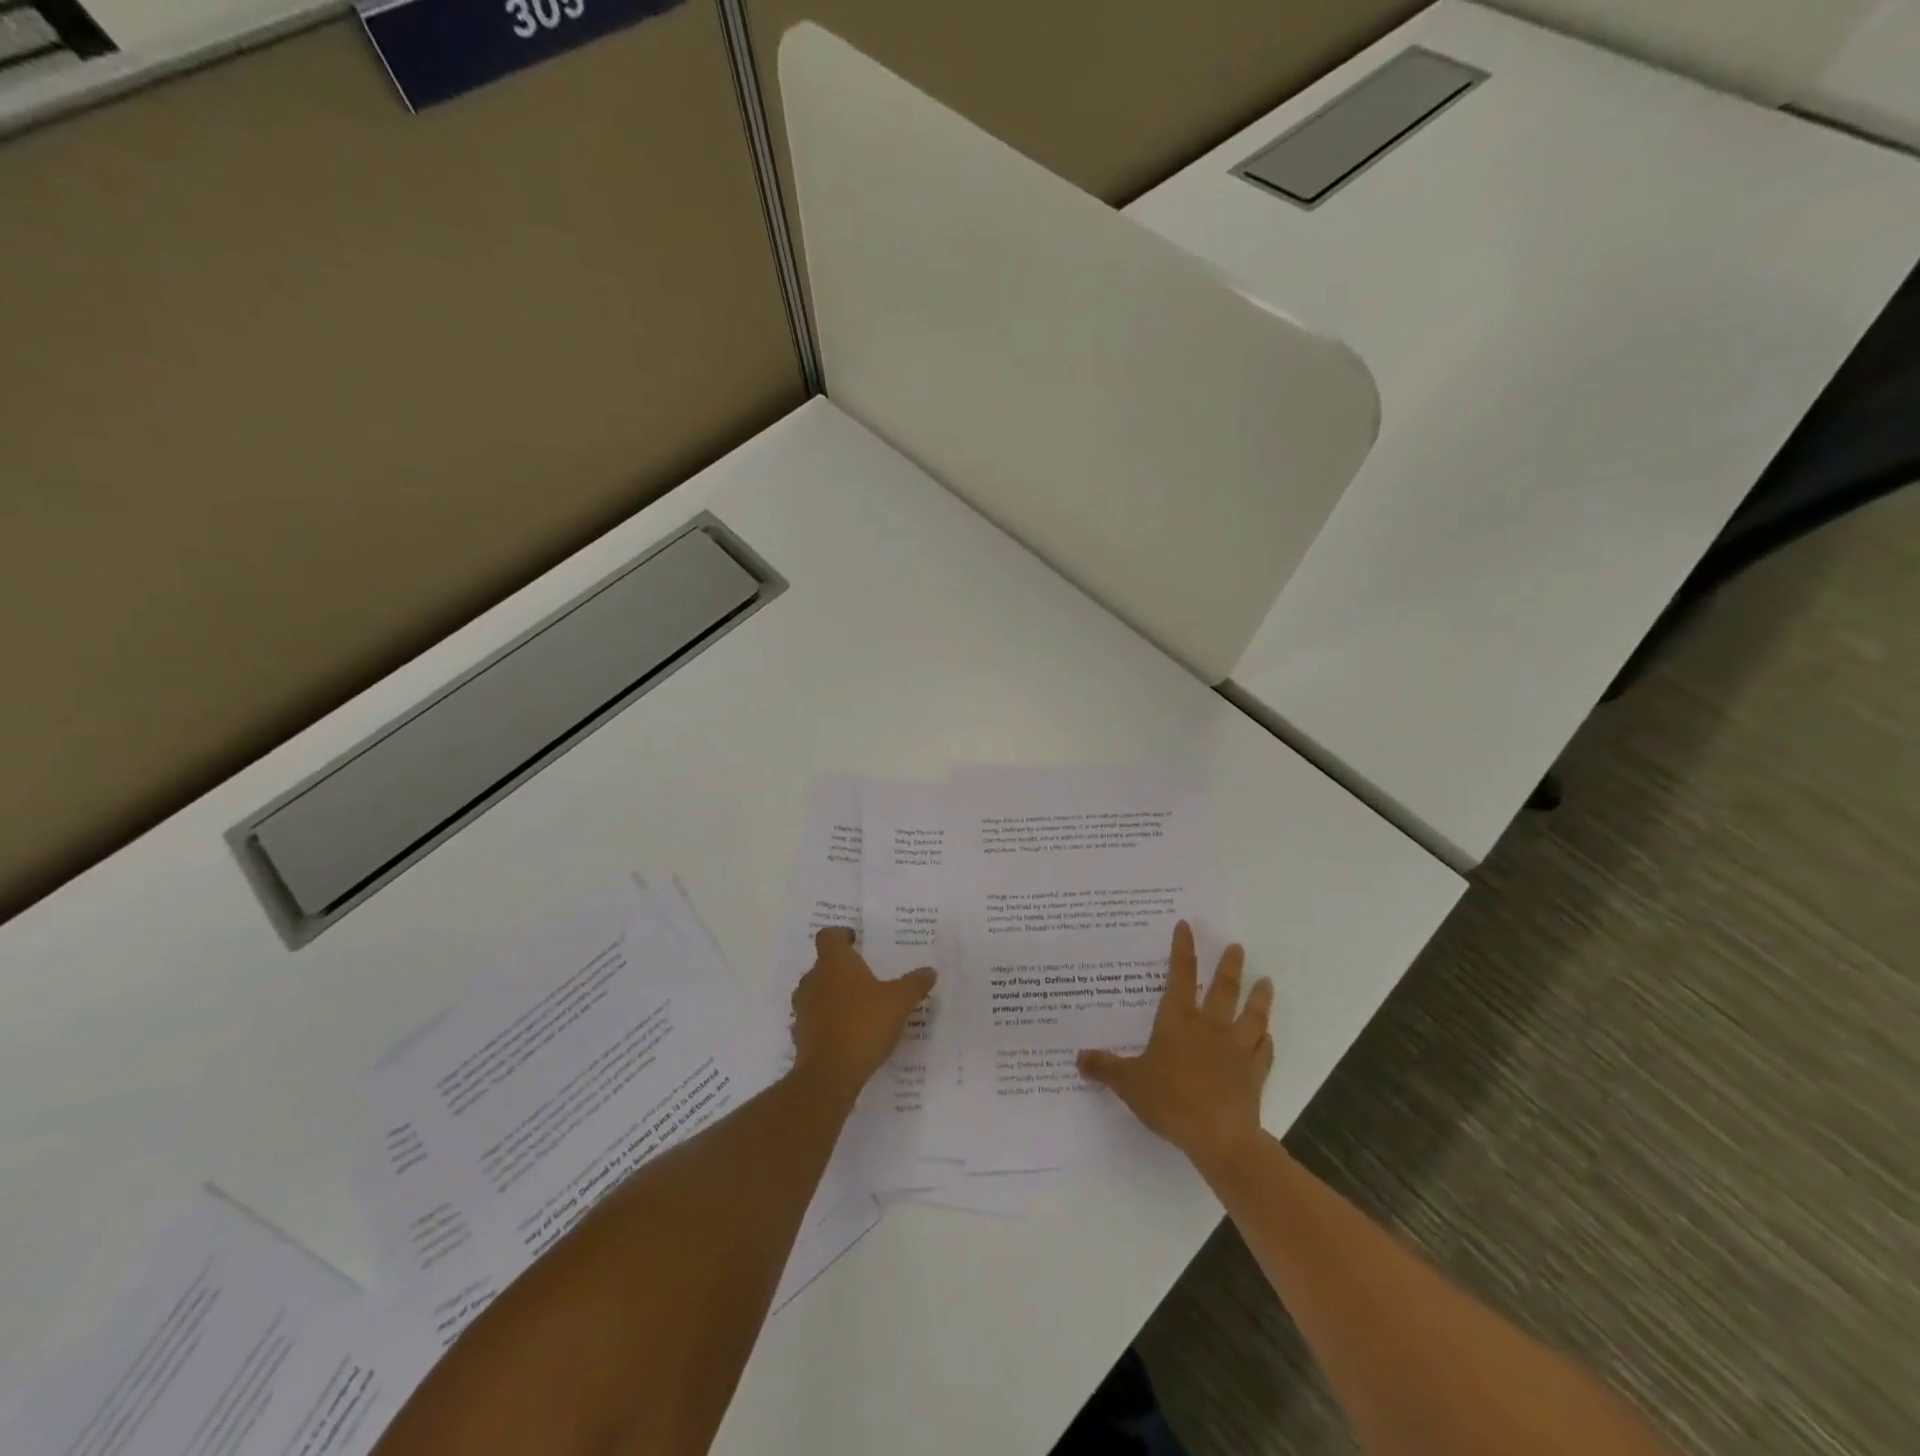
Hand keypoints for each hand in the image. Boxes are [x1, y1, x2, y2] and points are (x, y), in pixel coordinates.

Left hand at [790, 927, 936, 1105]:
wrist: (829, 1076)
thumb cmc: (864, 1025)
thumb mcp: (899, 1002)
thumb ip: (914, 984)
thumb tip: (929, 971)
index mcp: (834, 964)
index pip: (828, 936)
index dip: (841, 935)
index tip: (856, 940)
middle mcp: (813, 981)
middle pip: (822, 965)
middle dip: (841, 968)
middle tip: (864, 975)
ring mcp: (803, 1010)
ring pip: (816, 992)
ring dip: (832, 995)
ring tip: (857, 1005)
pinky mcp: (801, 1036)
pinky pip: (814, 1020)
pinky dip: (827, 1022)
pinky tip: (848, 1033)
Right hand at [1078, 920, 1273, 1182]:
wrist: (1219, 1137)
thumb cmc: (1170, 1101)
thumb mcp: (1129, 1083)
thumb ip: (1105, 1068)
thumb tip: (1078, 1057)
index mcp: (1178, 1021)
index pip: (1180, 976)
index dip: (1183, 950)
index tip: (1187, 926)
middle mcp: (1210, 1027)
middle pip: (1223, 989)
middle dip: (1229, 965)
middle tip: (1237, 947)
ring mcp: (1237, 1049)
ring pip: (1252, 1015)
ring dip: (1260, 997)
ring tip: (1266, 981)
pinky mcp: (1255, 1074)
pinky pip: (1264, 1051)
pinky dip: (1267, 1042)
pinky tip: (1269, 1037)